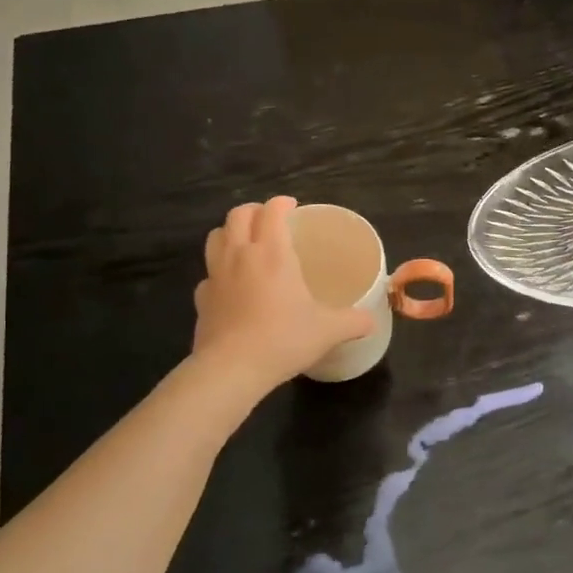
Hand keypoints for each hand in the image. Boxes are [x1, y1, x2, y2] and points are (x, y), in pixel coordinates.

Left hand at [192, 197, 374, 391]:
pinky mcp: (200, 298)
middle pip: (238, 215)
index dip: (282, 203)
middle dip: (254, 211)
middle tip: (270, 221)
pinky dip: (219, 271)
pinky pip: (208, 274)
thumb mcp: (328, 330)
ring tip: (245, 243)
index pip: (272, 211)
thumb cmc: (283, 339)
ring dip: (230, 232)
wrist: (232, 369)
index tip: (293, 206)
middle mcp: (240, 255)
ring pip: (216, 237)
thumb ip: (353, 321)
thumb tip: (372, 320)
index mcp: (272, 253)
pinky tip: (231, 286)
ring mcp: (215, 275)